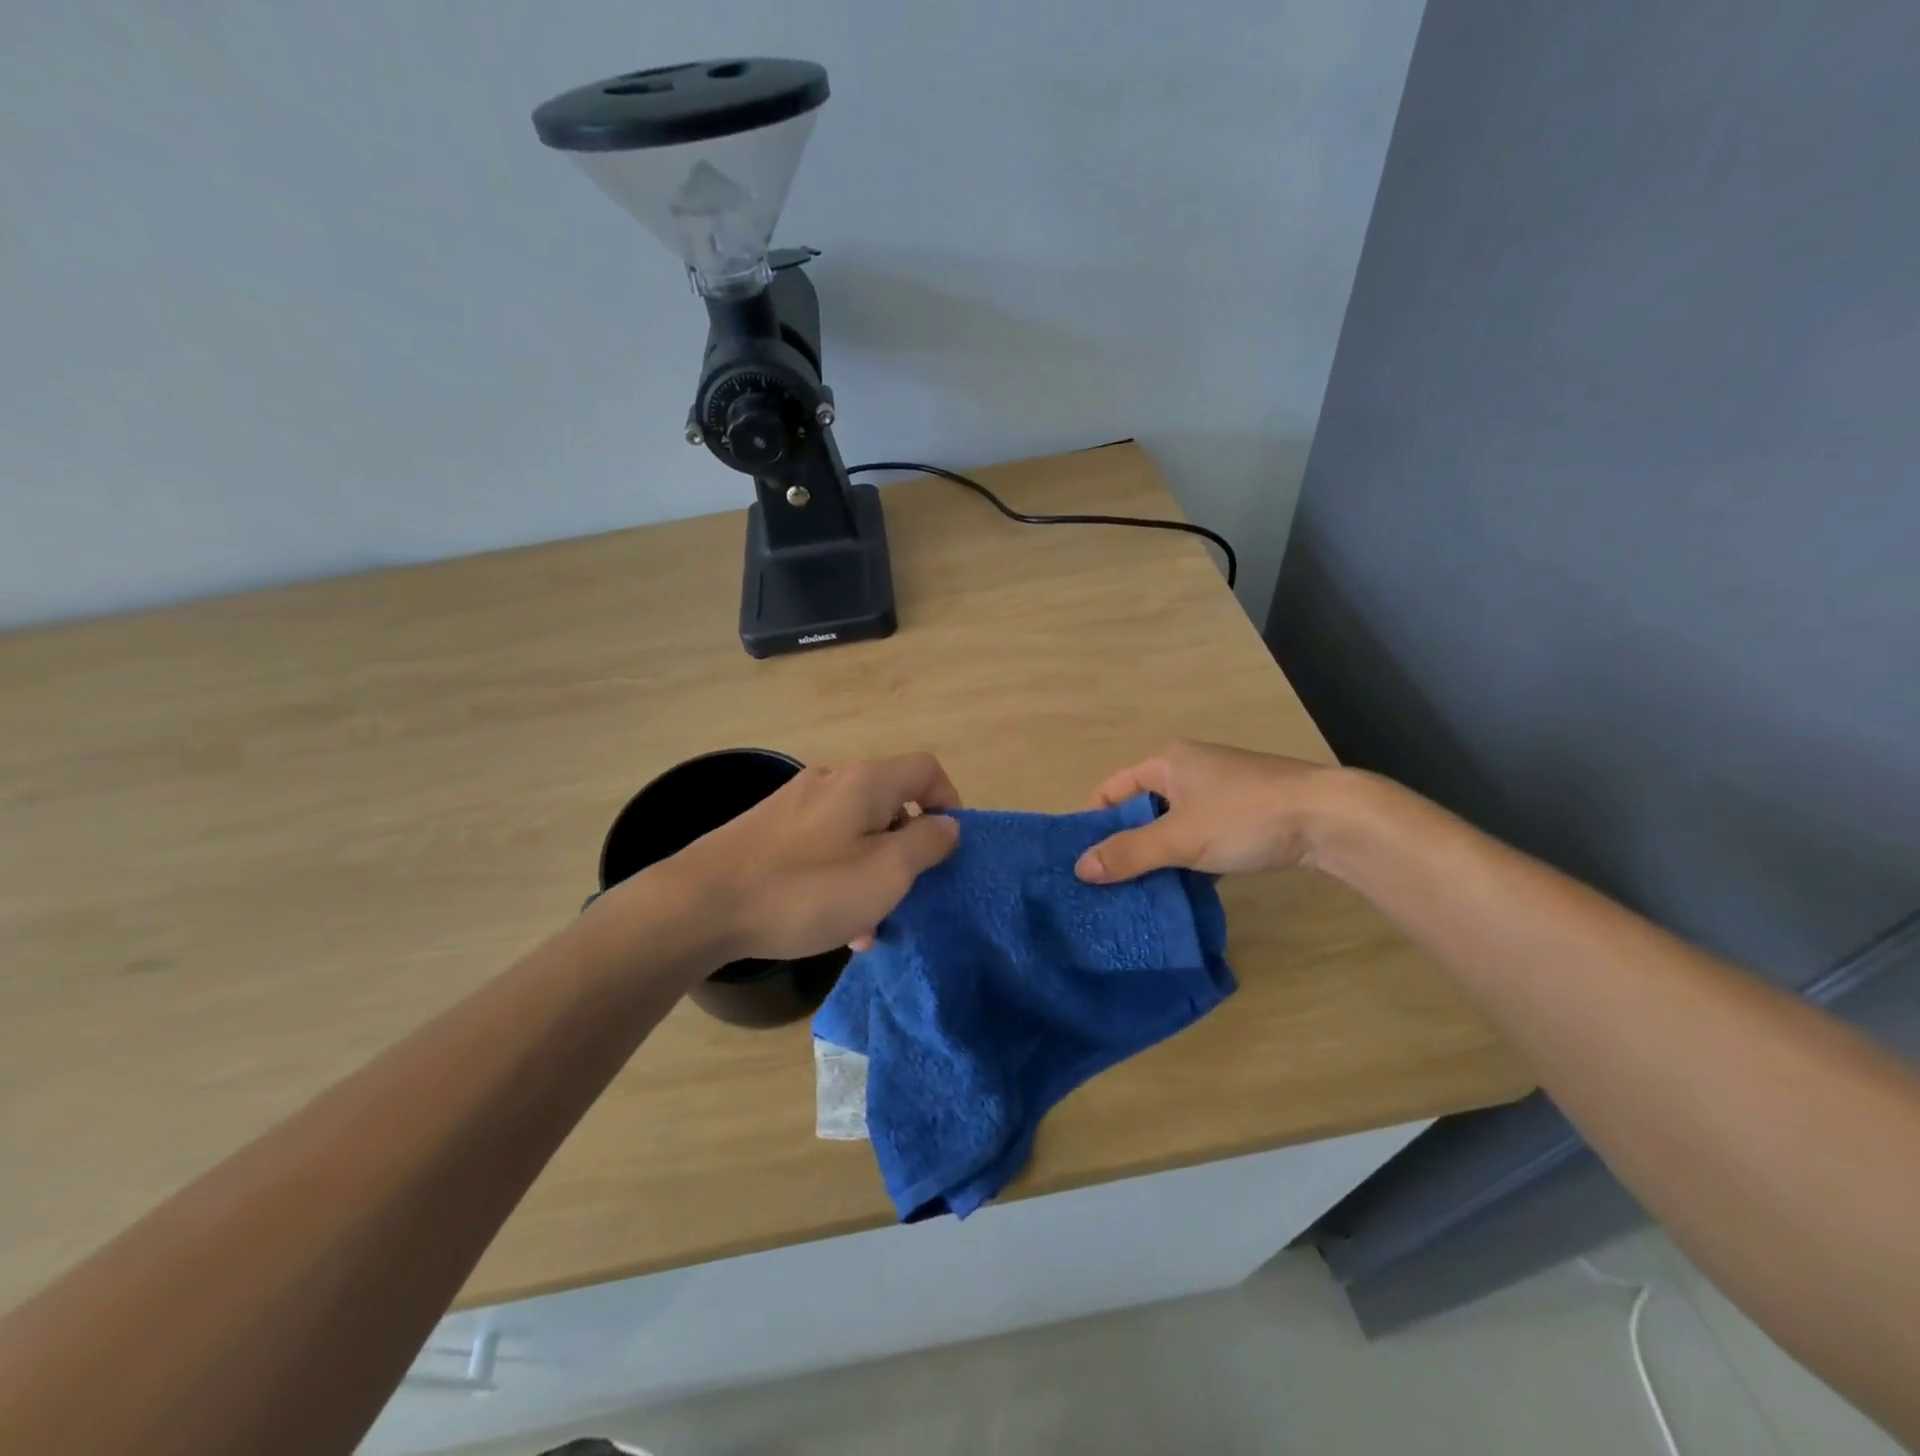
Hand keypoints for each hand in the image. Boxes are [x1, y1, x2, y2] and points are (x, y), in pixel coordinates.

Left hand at [674, 753, 962, 961]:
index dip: (948, 802)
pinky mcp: (769, 830)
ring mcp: (795, 804)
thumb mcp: (885, 873)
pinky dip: (838, 876)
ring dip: (871, 872)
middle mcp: (831, 781)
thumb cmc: (806, 889)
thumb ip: (926, 844)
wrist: (700, 905)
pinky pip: (822, 846)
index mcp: (865, 782)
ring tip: (866, 925)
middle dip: (906, 850)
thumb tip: (947, 825)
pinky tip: (828, 920)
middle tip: (906, 896)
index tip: (946, 848)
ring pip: (855, 832)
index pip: (926, 769)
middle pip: (889, 804)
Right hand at [1074, 739, 1345, 883]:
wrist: (1329, 817)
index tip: (1082, 861)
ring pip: (1172, 826)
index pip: (1111, 790)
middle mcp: (1188, 770)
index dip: (1093, 822)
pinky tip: (1182, 890)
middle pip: (1140, 809)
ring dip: (1157, 856)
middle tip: (1106, 884)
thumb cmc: (1244, 816)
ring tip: (1138, 893)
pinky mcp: (1243, 813)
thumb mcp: (1180, 838)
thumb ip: (1129, 853)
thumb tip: (1080, 868)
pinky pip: (1199, 836)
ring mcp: (1218, 791)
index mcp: (1166, 762)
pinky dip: (1188, 859)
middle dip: (1124, 844)